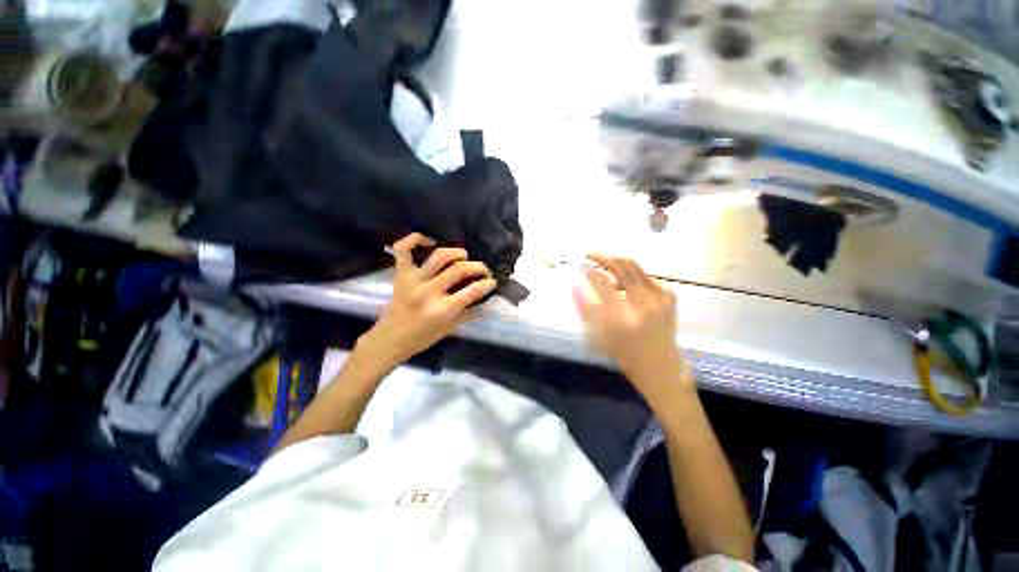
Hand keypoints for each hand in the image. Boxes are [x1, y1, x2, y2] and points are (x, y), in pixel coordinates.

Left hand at [360, 233, 496, 363]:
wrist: (390, 339)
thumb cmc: (422, 337)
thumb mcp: (449, 328)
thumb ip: (467, 312)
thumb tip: (484, 297)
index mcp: (443, 310)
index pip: (472, 291)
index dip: (487, 284)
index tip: (492, 282)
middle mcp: (429, 292)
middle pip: (459, 269)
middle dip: (478, 267)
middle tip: (483, 270)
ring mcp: (413, 281)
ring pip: (439, 255)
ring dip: (457, 252)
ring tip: (463, 257)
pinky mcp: (400, 274)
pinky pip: (403, 250)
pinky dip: (414, 239)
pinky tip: (428, 241)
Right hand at [573, 254, 689, 398]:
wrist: (662, 368)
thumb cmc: (626, 356)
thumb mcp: (601, 337)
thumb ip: (586, 310)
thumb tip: (575, 286)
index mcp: (624, 317)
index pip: (602, 283)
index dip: (589, 270)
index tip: (580, 264)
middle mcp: (644, 303)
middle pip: (621, 266)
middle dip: (602, 256)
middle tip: (589, 254)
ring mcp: (660, 297)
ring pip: (634, 267)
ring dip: (616, 264)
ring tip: (604, 270)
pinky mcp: (669, 296)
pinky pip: (645, 276)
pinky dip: (630, 275)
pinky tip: (624, 285)